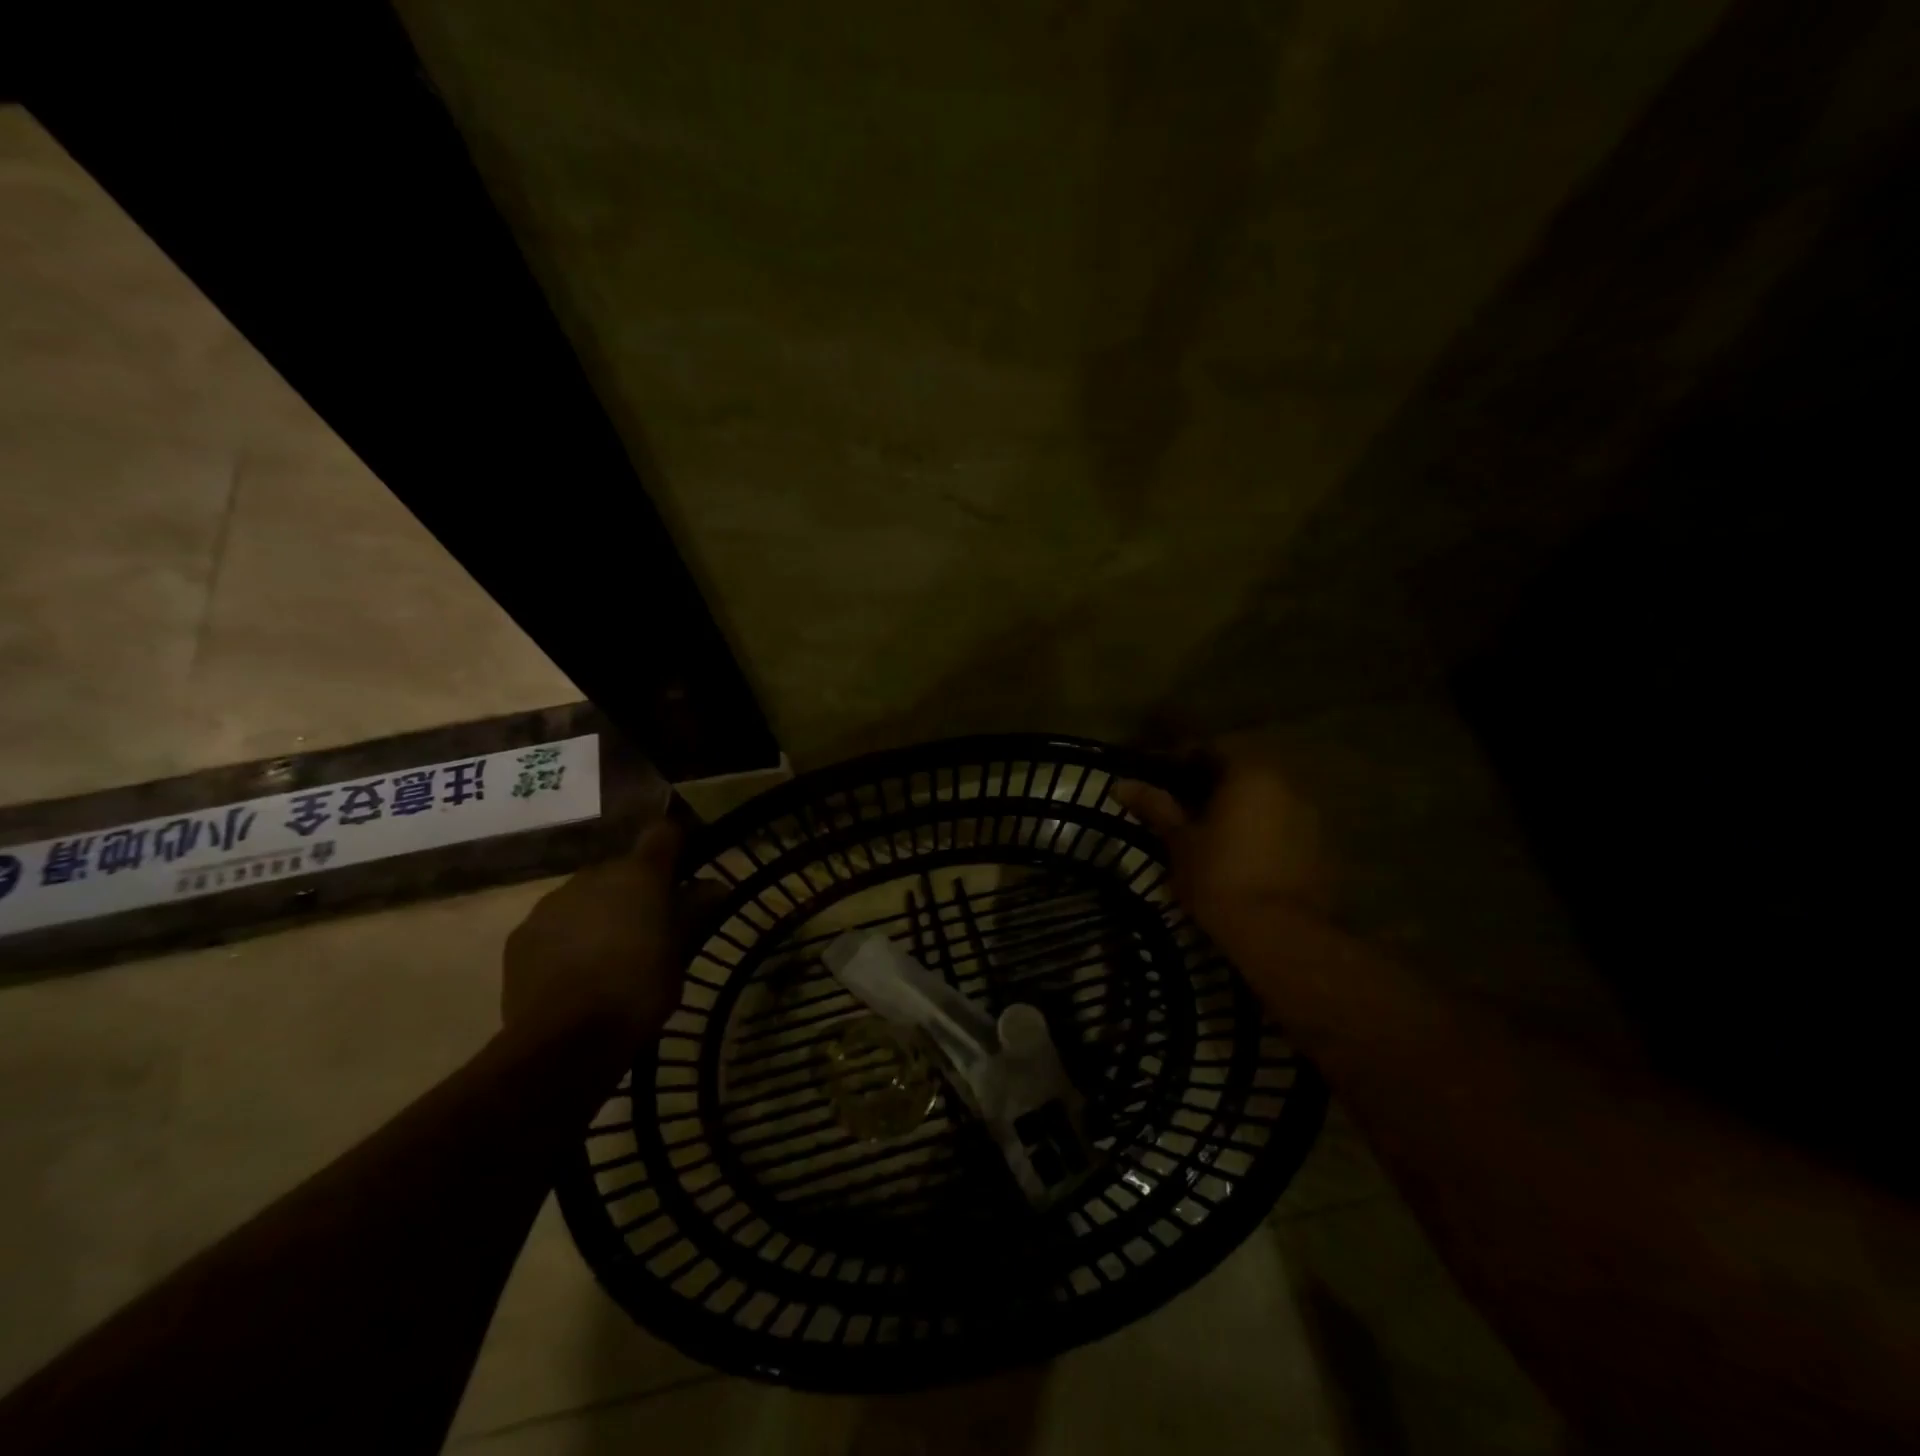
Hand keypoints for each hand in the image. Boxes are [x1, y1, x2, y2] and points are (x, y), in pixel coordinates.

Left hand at [502, 820, 696, 1047]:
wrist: (564, 1041)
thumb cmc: (639, 990)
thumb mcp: (681, 952)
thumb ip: (695, 911)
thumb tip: (714, 886)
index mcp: (639, 875)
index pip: (664, 834)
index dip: (677, 847)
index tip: (687, 871)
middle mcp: (593, 876)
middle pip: (622, 870)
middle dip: (637, 890)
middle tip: (652, 926)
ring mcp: (552, 903)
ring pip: (587, 896)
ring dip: (601, 912)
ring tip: (611, 953)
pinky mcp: (521, 934)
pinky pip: (556, 923)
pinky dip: (569, 936)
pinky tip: (577, 970)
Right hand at [1116, 738, 1328, 951]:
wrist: (1278, 933)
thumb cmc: (1219, 876)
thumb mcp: (1179, 841)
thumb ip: (1155, 807)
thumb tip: (1121, 784)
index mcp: (1249, 773)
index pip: (1211, 749)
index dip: (1182, 760)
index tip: (1161, 778)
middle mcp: (1287, 784)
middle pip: (1242, 773)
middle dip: (1213, 786)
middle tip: (1183, 807)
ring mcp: (1311, 817)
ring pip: (1266, 801)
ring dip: (1241, 810)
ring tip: (1213, 835)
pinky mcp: (1322, 849)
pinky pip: (1284, 828)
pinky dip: (1263, 834)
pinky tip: (1244, 857)